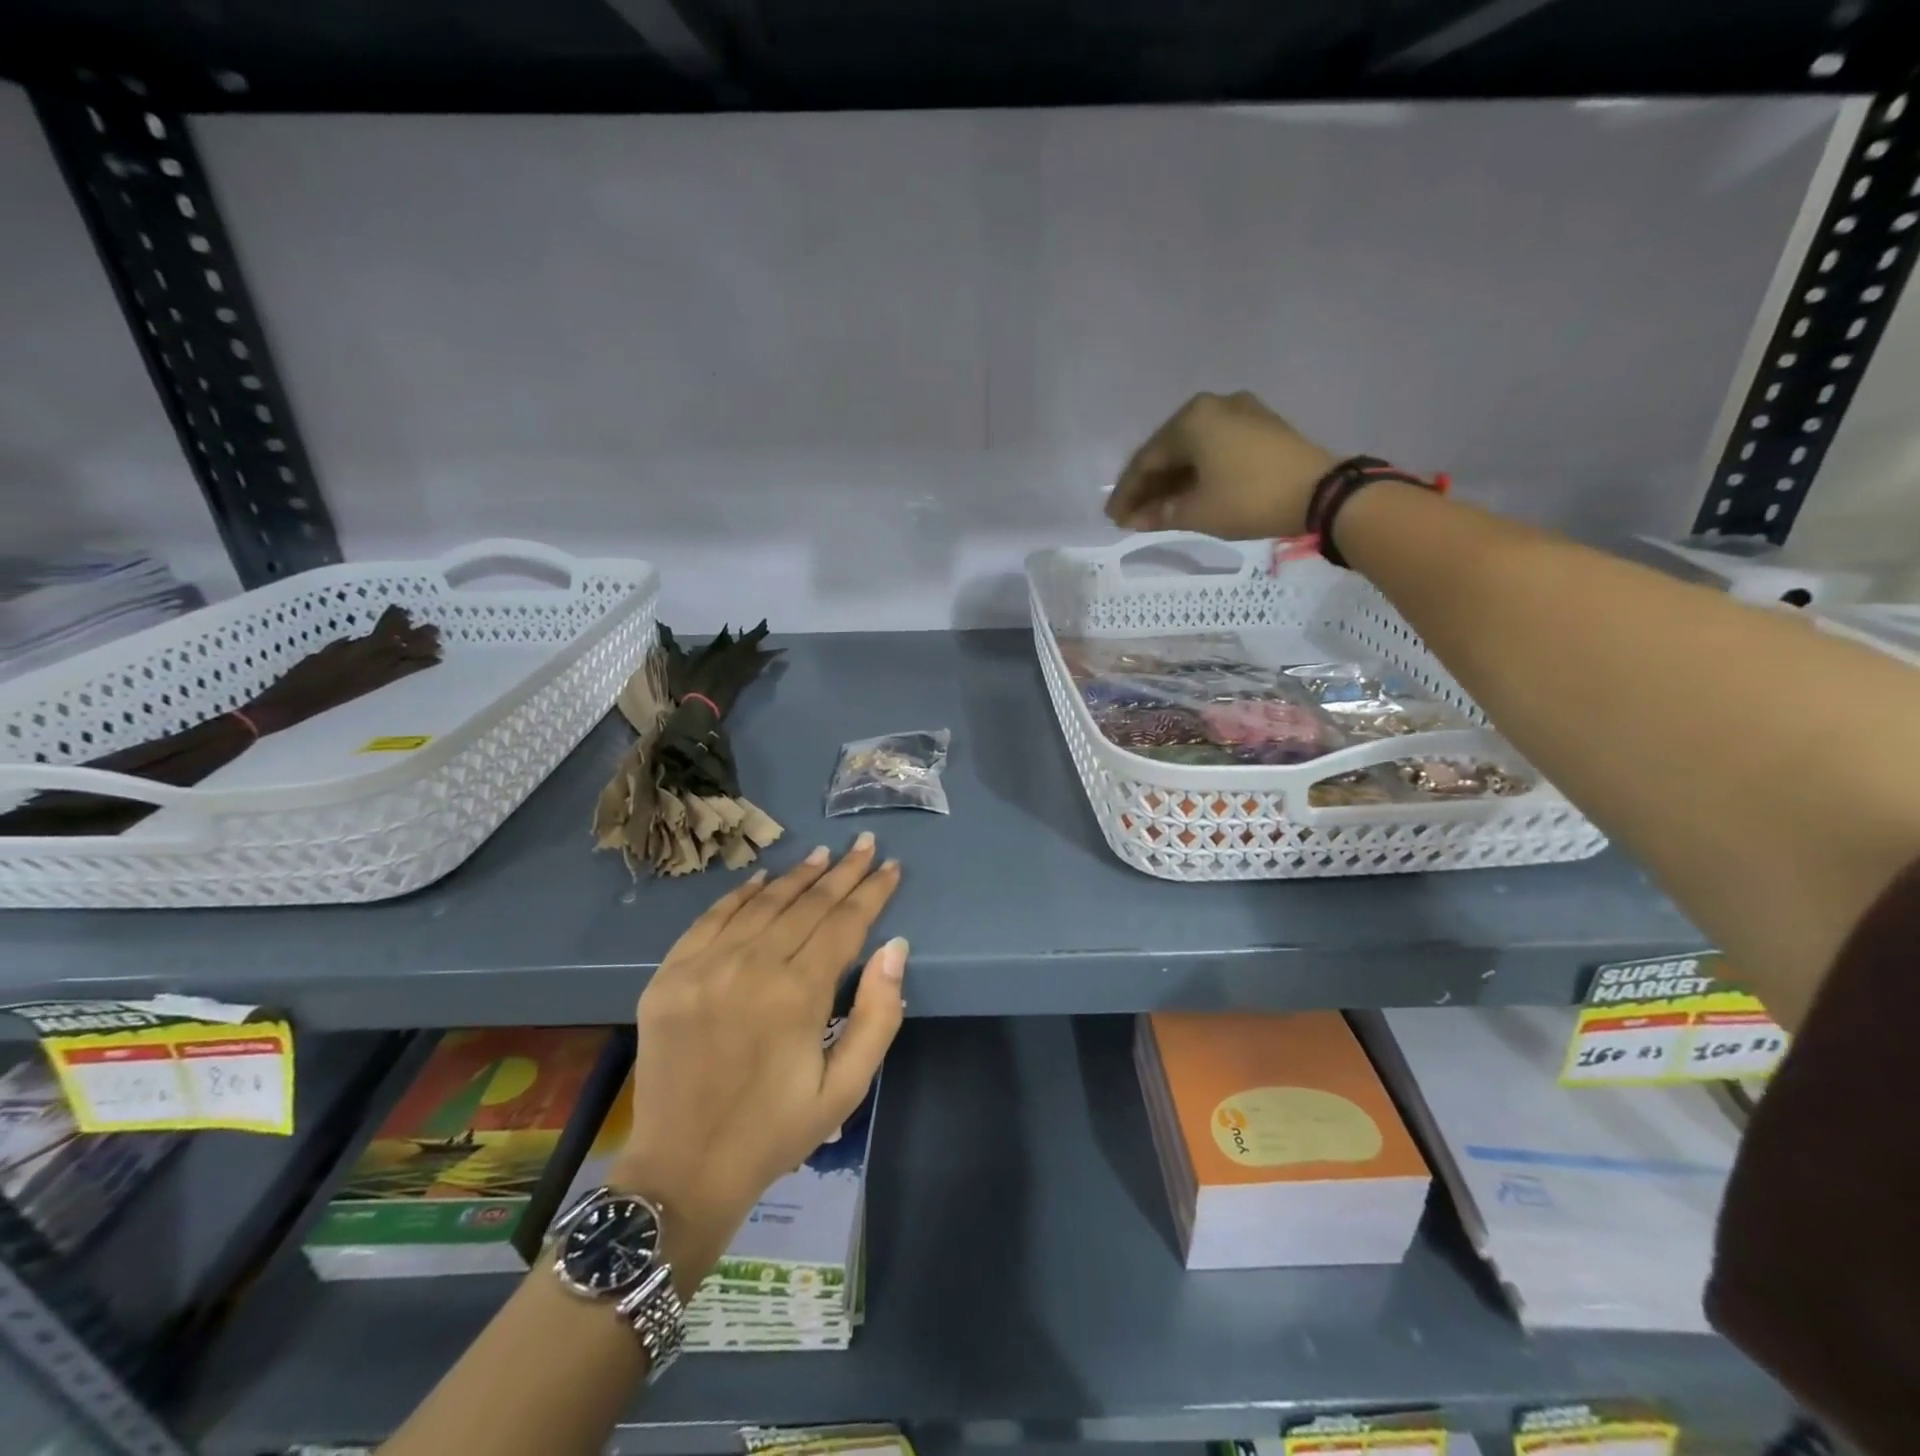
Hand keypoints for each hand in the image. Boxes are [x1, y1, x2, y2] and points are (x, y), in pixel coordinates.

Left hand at [610, 834, 905, 1297]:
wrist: (682, 1170)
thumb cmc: (775, 1131)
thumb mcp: (844, 1089)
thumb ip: (876, 1016)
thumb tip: (895, 948)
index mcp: (798, 995)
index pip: (844, 923)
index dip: (871, 892)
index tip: (889, 866)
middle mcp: (751, 967)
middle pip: (807, 904)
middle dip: (842, 872)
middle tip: (863, 844)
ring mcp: (704, 967)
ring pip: (762, 904)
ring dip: (797, 876)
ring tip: (823, 854)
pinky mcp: (670, 975)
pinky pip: (711, 919)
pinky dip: (739, 894)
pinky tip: (761, 879)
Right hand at [1106, 391, 1337, 538]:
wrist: (1321, 493)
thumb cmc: (1248, 498)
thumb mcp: (1197, 512)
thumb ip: (1160, 514)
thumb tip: (1136, 519)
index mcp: (1191, 419)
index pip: (1146, 460)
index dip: (1127, 492)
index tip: (1113, 518)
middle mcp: (1213, 406)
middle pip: (1169, 451)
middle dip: (1148, 486)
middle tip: (1131, 515)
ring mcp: (1240, 412)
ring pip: (1193, 450)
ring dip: (1173, 481)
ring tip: (1157, 510)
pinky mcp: (1261, 427)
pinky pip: (1215, 448)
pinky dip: (1198, 472)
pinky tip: (1188, 493)